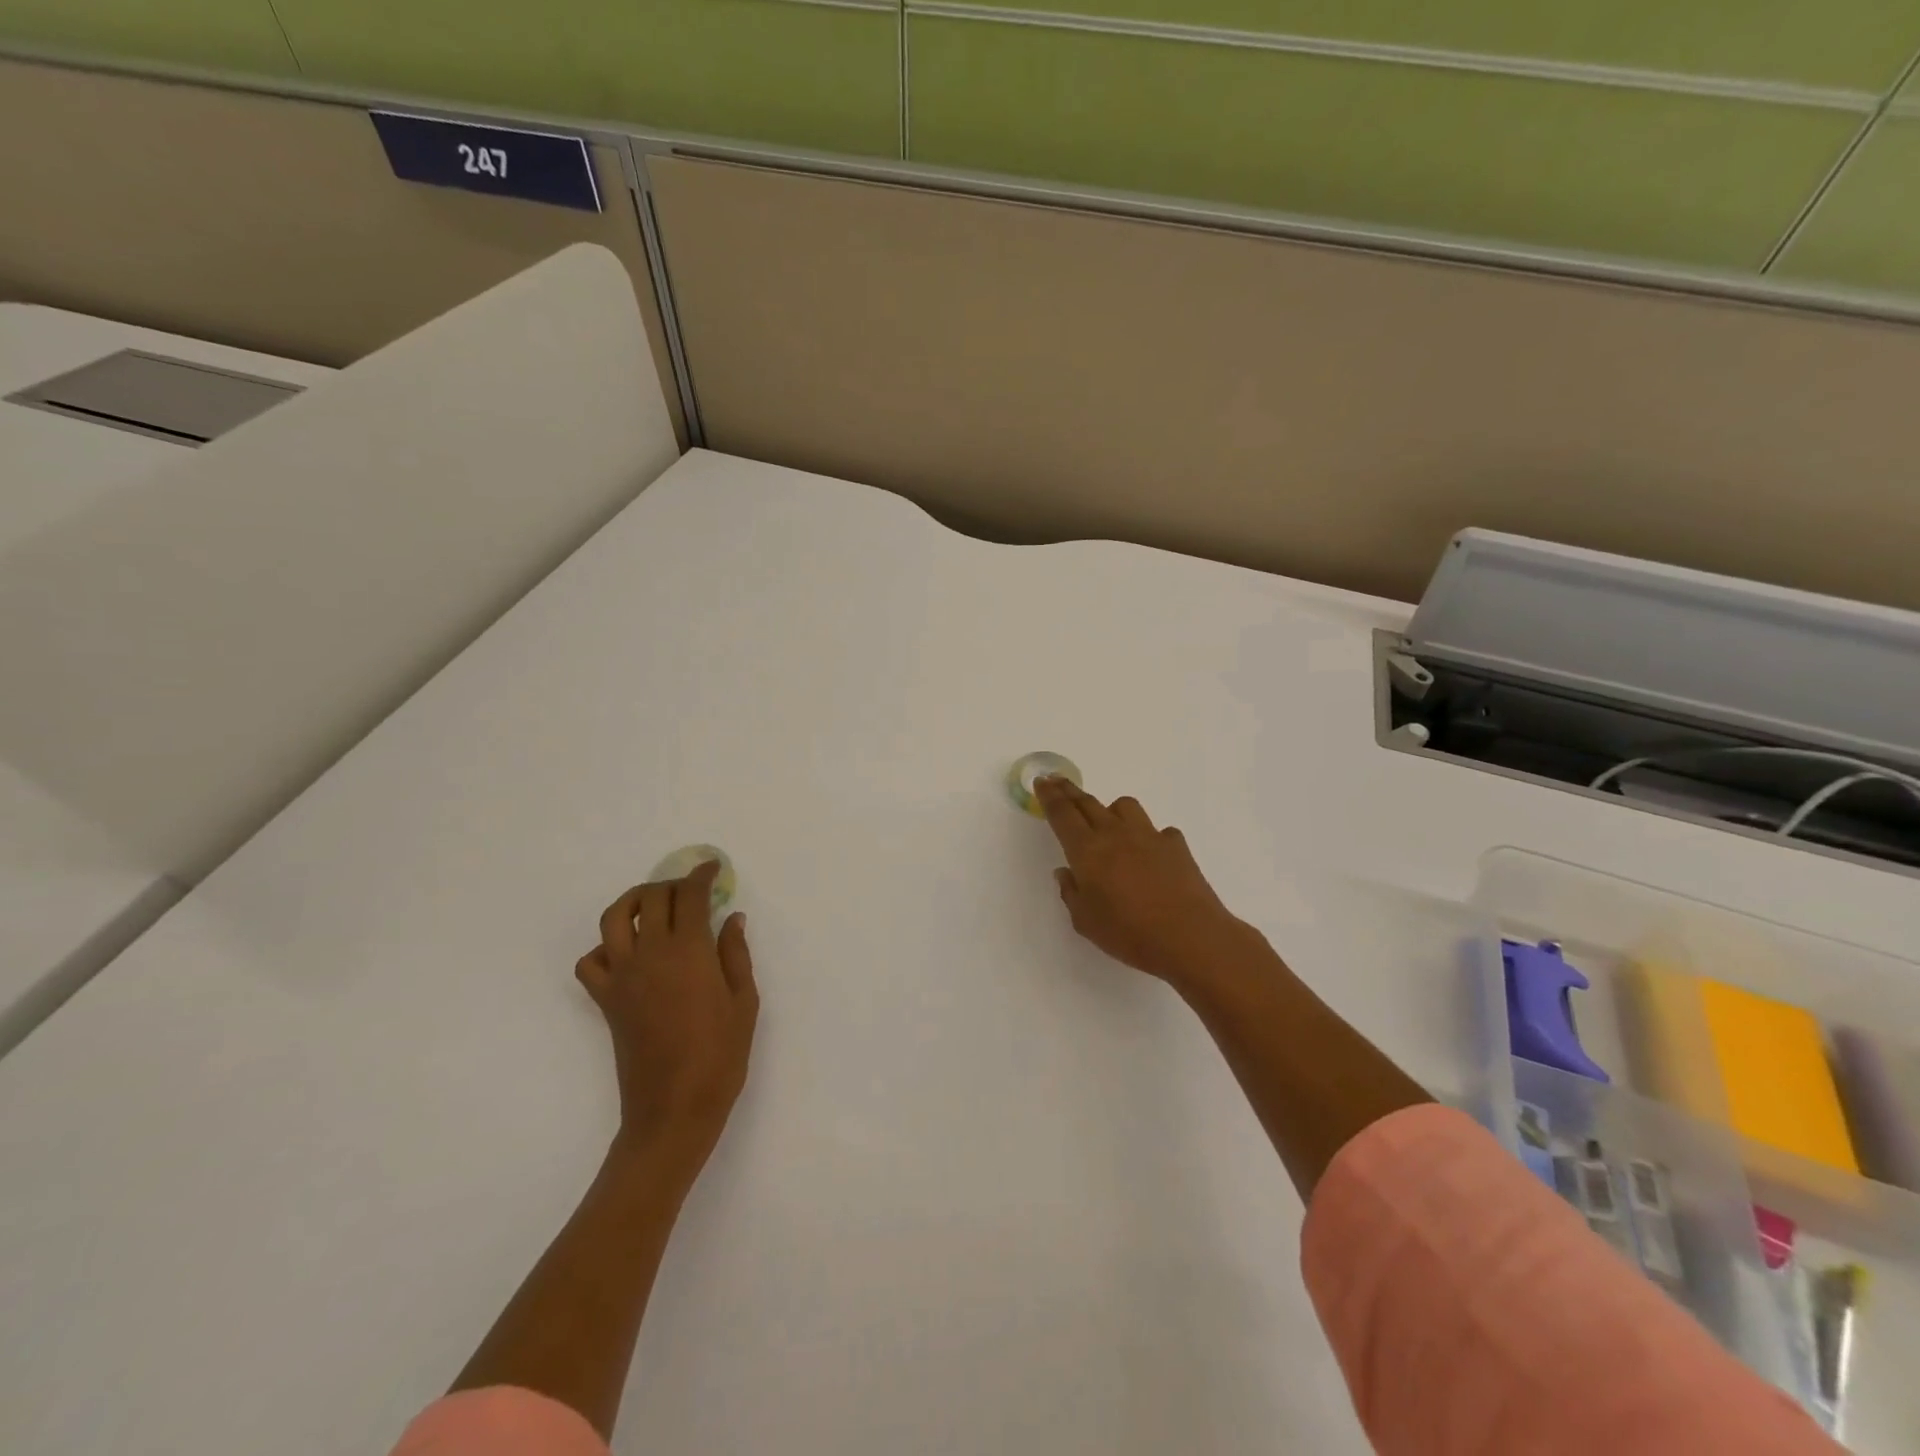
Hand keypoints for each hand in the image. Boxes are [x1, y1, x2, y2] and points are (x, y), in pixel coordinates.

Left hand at [577, 860, 758, 1180]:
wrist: (673, 1110)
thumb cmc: (720, 1056)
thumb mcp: (744, 1002)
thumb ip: (736, 954)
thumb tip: (732, 917)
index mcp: (689, 951)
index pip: (690, 896)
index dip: (701, 875)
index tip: (713, 868)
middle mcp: (650, 954)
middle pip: (651, 898)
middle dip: (671, 884)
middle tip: (691, 891)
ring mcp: (622, 977)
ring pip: (612, 919)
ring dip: (632, 902)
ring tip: (652, 906)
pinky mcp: (605, 1001)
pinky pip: (590, 962)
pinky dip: (603, 948)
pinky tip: (626, 954)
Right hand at [1036, 776, 1254, 989]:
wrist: (1190, 937)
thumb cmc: (1129, 933)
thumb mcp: (1085, 922)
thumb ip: (1071, 893)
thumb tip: (1066, 872)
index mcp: (1087, 850)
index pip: (1062, 813)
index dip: (1049, 796)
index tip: (1042, 781)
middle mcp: (1115, 834)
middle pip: (1088, 803)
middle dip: (1070, 791)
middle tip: (1058, 782)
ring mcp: (1148, 835)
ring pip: (1124, 806)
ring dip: (1111, 810)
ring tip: (1108, 823)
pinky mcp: (1175, 845)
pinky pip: (1157, 830)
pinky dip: (1148, 836)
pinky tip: (1150, 853)